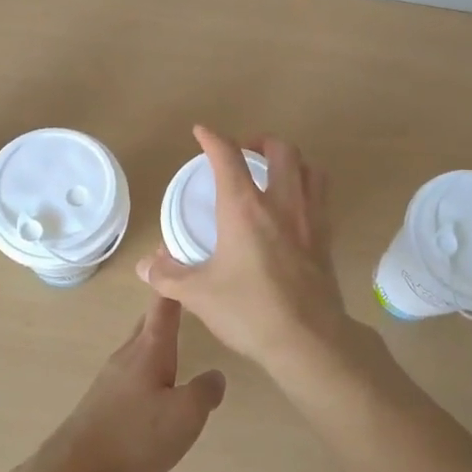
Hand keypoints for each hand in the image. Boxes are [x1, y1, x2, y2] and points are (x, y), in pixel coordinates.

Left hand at [34, 292, 226, 471]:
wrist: (77, 469)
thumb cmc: (136, 435)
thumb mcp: (185, 415)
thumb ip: (205, 391)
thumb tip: (216, 375)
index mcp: (150, 348)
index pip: (164, 304)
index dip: (173, 281)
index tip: (178, 253)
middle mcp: (128, 354)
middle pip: (149, 321)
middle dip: (166, 308)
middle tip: (186, 296)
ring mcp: (112, 376)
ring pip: (139, 346)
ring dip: (157, 338)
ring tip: (178, 338)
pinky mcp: (103, 399)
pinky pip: (131, 369)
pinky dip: (148, 363)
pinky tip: (157, 384)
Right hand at [137, 126, 356, 379]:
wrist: (308, 339)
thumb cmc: (249, 311)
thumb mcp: (198, 294)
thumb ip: (168, 276)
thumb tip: (145, 265)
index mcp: (245, 208)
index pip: (228, 157)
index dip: (213, 139)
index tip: (201, 132)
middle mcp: (281, 203)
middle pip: (280, 150)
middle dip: (259, 141)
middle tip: (243, 152)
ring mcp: (310, 218)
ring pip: (309, 167)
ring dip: (290, 160)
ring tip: (274, 171)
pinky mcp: (326, 237)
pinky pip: (321, 195)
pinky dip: (306, 186)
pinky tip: (293, 206)